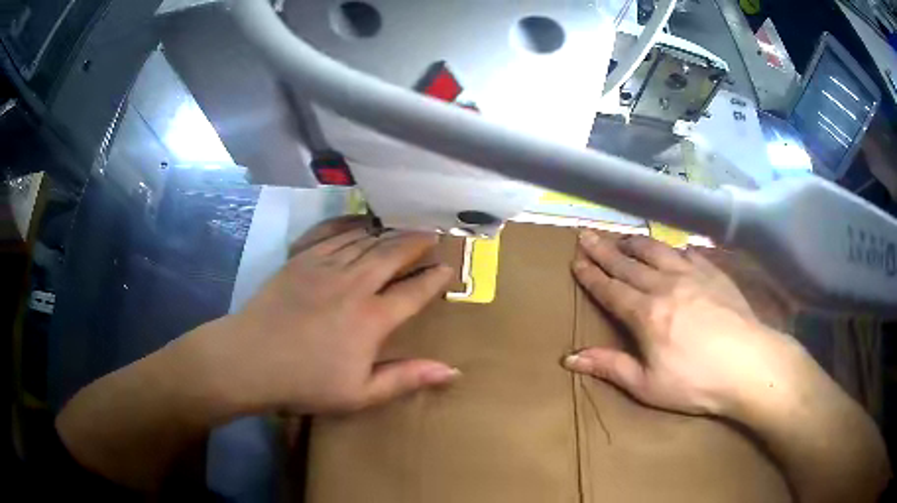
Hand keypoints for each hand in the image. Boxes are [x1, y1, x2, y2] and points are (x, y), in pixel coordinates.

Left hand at [177, 217, 459, 416]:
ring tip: (403, 226)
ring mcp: (325, 266)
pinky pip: (332, 233)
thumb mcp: (361, 394)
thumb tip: (452, 370)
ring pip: (365, 240)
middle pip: (392, 254)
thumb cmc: (306, 382)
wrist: (250, 359)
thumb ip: (407, 378)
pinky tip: (360, 222)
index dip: (434, 278)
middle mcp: (354, 284)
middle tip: (431, 235)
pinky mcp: (301, 258)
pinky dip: (351, 225)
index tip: (447, 268)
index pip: (413, 291)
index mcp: (372, 318)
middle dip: (416, 243)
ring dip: (388, 232)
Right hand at [564, 230, 804, 416]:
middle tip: (586, 234)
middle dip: (604, 250)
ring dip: (635, 242)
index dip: (591, 274)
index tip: (575, 259)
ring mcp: (691, 275)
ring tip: (621, 235)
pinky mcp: (713, 273)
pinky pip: (688, 252)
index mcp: (645, 314)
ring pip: (656, 251)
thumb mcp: (647, 386)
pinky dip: (673, 248)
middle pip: (628, 263)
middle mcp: (665, 285)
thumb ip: (610, 367)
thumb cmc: (695, 382)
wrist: (747, 364)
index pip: (610, 289)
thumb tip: (568, 358)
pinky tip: (671, 248)